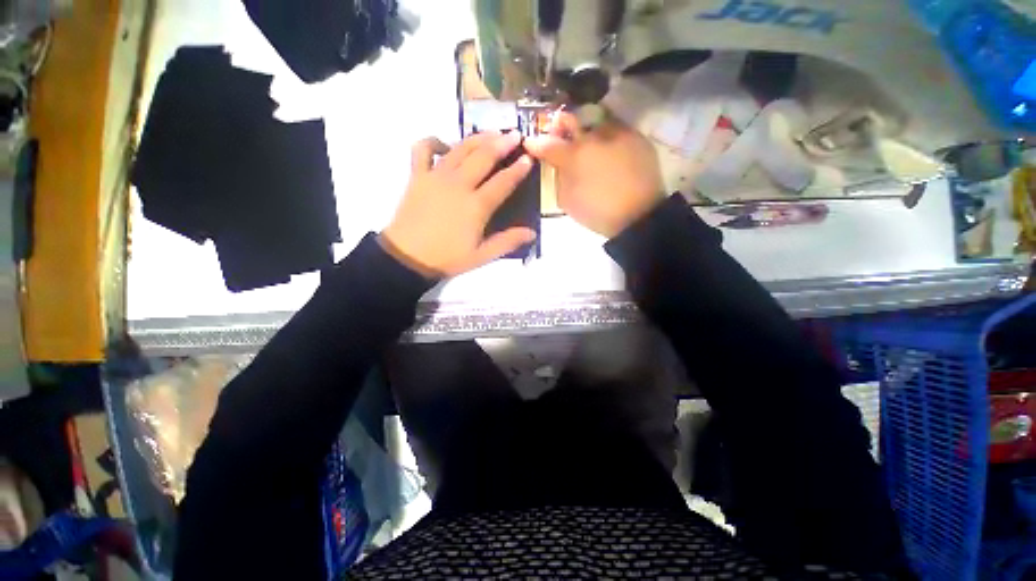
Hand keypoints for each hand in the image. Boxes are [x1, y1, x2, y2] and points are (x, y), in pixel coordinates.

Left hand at [380, 132, 536, 277]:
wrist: (408, 257)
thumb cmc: (447, 258)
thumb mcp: (482, 256)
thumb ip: (508, 242)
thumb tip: (532, 232)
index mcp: (476, 206)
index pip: (503, 182)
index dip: (518, 169)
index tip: (529, 157)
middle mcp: (459, 185)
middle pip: (483, 157)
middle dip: (502, 143)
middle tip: (515, 134)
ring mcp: (436, 177)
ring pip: (460, 149)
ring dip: (478, 138)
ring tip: (491, 133)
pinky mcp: (418, 176)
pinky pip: (423, 149)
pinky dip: (434, 142)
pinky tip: (445, 145)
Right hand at [525, 111, 663, 238]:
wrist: (638, 216)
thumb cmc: (598, 212)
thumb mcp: (568, 201)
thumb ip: (558, 178)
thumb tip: (554, 165)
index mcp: (574, 156)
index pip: (548, 144)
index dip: (536, 143)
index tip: (529, 142)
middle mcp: (593, 137)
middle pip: (570, 121)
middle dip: (560, 125)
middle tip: (557, 129)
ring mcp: (616, 134)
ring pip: (593, 122)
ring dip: (585, 129)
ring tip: (585, 140)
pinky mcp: (635, 137)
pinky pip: (615, 128)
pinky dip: (606, 135)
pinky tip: (606, 147)